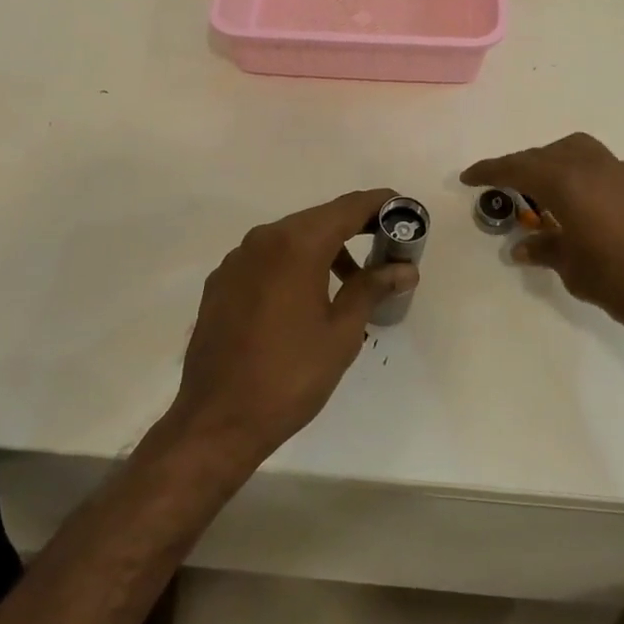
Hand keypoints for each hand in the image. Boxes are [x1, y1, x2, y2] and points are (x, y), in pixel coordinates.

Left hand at [167, 188, 417, 465]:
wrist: (217, 419)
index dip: (379, 204)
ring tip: (349, 282)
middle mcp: (263, 239)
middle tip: (386, 246)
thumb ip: (372, 288)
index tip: (405, 210)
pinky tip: (304, 298)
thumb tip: (404, 269)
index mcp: (296, 244)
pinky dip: (292, 264)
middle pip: (318, 219)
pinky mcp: (221, 281)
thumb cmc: (290, 375)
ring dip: (323, 248)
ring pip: (290, 238)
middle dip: (354, 227)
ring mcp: (237, 259)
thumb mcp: (342, 332)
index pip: (347, 208)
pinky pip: (266, 258)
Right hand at [461, 133, 623, 340]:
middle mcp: (590, 166)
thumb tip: (523, 246)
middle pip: (543, 154)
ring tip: (541, 192)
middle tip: (502, 187)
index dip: (489, 171)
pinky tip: (580, 204)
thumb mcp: (576, 271)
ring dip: (550, 164)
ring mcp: (620, 171)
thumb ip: (547, 250)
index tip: (468, 177)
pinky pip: (595, 165)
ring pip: (573, 151)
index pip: (516, 168)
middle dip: (519, 167)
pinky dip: (576, 174)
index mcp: (566, 182)